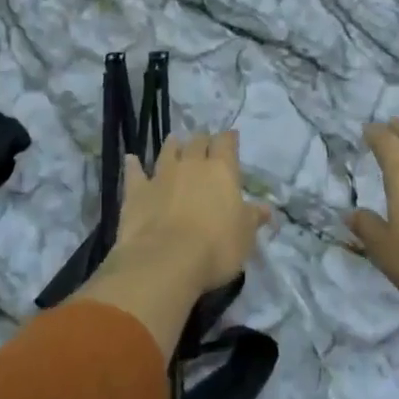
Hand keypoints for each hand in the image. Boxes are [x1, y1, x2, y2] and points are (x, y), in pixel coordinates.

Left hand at [110, 131, 269, 298]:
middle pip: (197, 142)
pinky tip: (132, 159)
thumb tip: (266, 208)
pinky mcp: (137, 191)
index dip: (229, 139)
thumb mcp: (245, 236)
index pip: (227, 143)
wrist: (165, 260)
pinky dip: (134, 165)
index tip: (231, 138)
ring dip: (173, 146)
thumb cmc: (216, 247)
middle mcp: (191, 164)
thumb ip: (254, 217)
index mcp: (222, 170)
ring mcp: (161, 175)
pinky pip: (134, 172)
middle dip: (202, 141)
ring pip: (168, 150)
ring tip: (175, 142)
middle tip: (204, 144)